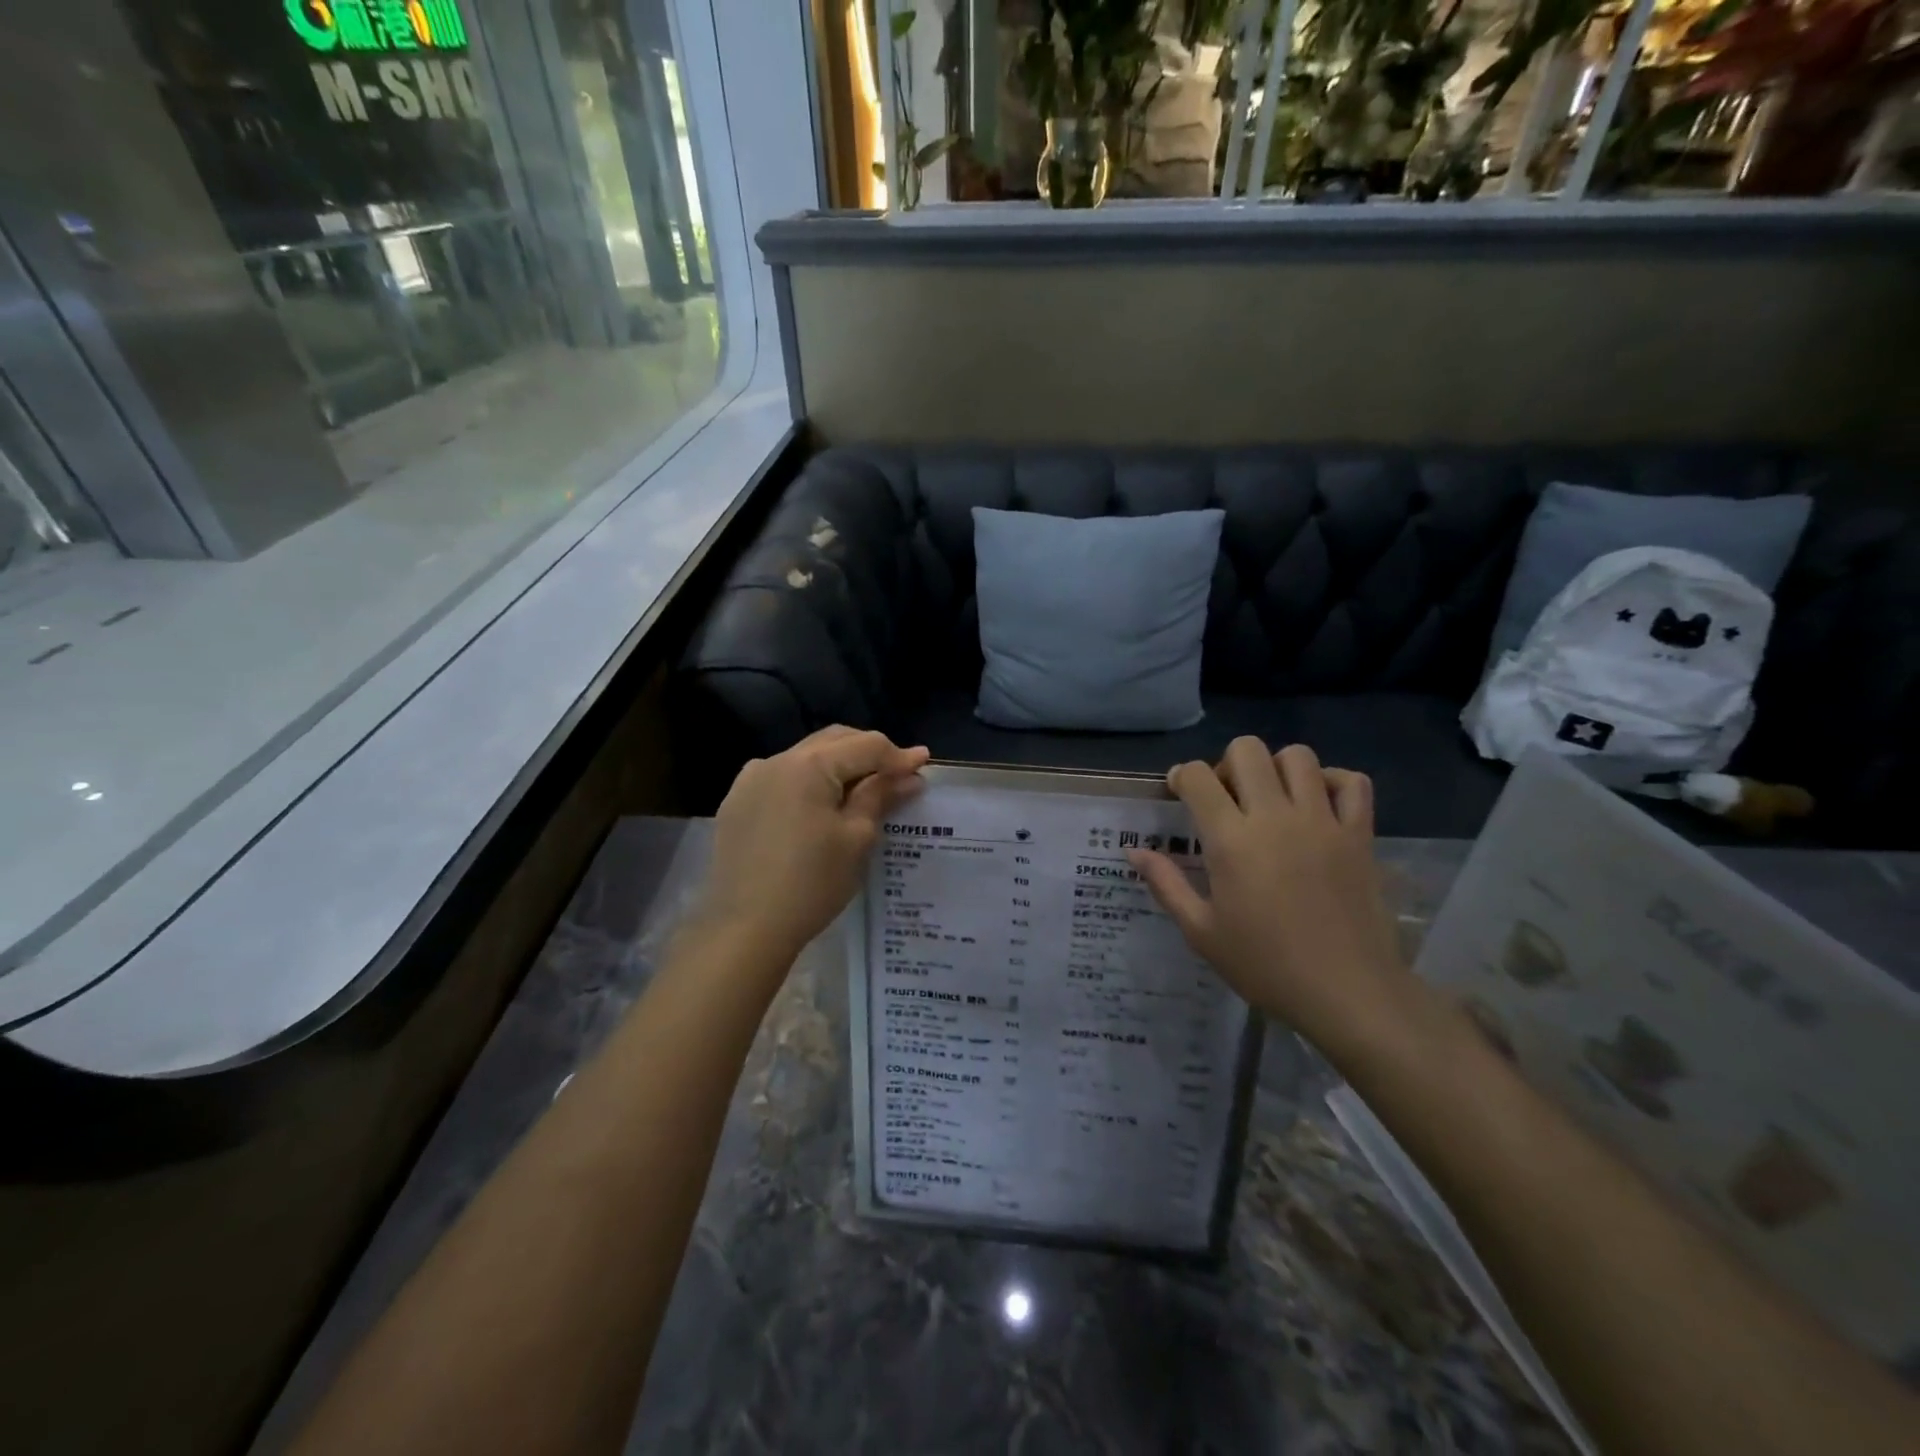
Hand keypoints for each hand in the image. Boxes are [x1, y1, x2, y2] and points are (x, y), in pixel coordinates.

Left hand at [696, 727, 928, 967]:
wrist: (745, 928)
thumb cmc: (811, 883)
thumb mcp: (856, 839)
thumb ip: (881, 797)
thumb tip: (910, 776)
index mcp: (810, 765)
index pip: (865, 745)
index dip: (898, 755)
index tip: (924, 764)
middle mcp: (776, 760)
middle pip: (833, 741)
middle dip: (868, 752)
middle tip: (897, 774)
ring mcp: (750, 780)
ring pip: (806, 758)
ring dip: (838, 766)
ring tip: (862, 790)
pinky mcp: (737, 803)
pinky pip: (781, 778)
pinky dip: (808, 783)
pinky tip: (820, 806)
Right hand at [1129, 738, 1413, 1061]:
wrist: (1347, 994)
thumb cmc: (1265, 965)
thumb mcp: (1201, 932)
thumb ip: (1166, 884)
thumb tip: (1134, 852)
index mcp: (1231, 839)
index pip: (1198, 776)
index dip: (1181, 776)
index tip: (1178, 794)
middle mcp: (1275, 816)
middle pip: (1247, 750)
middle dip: (1226, 764)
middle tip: (1225, 798)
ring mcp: (1323, 821)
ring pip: (1298, 756)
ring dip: (1276, 767)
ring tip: (1271, 799)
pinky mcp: (1359, 835)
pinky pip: (1353, 783)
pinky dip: (1333, 781)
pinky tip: (1319, 804)